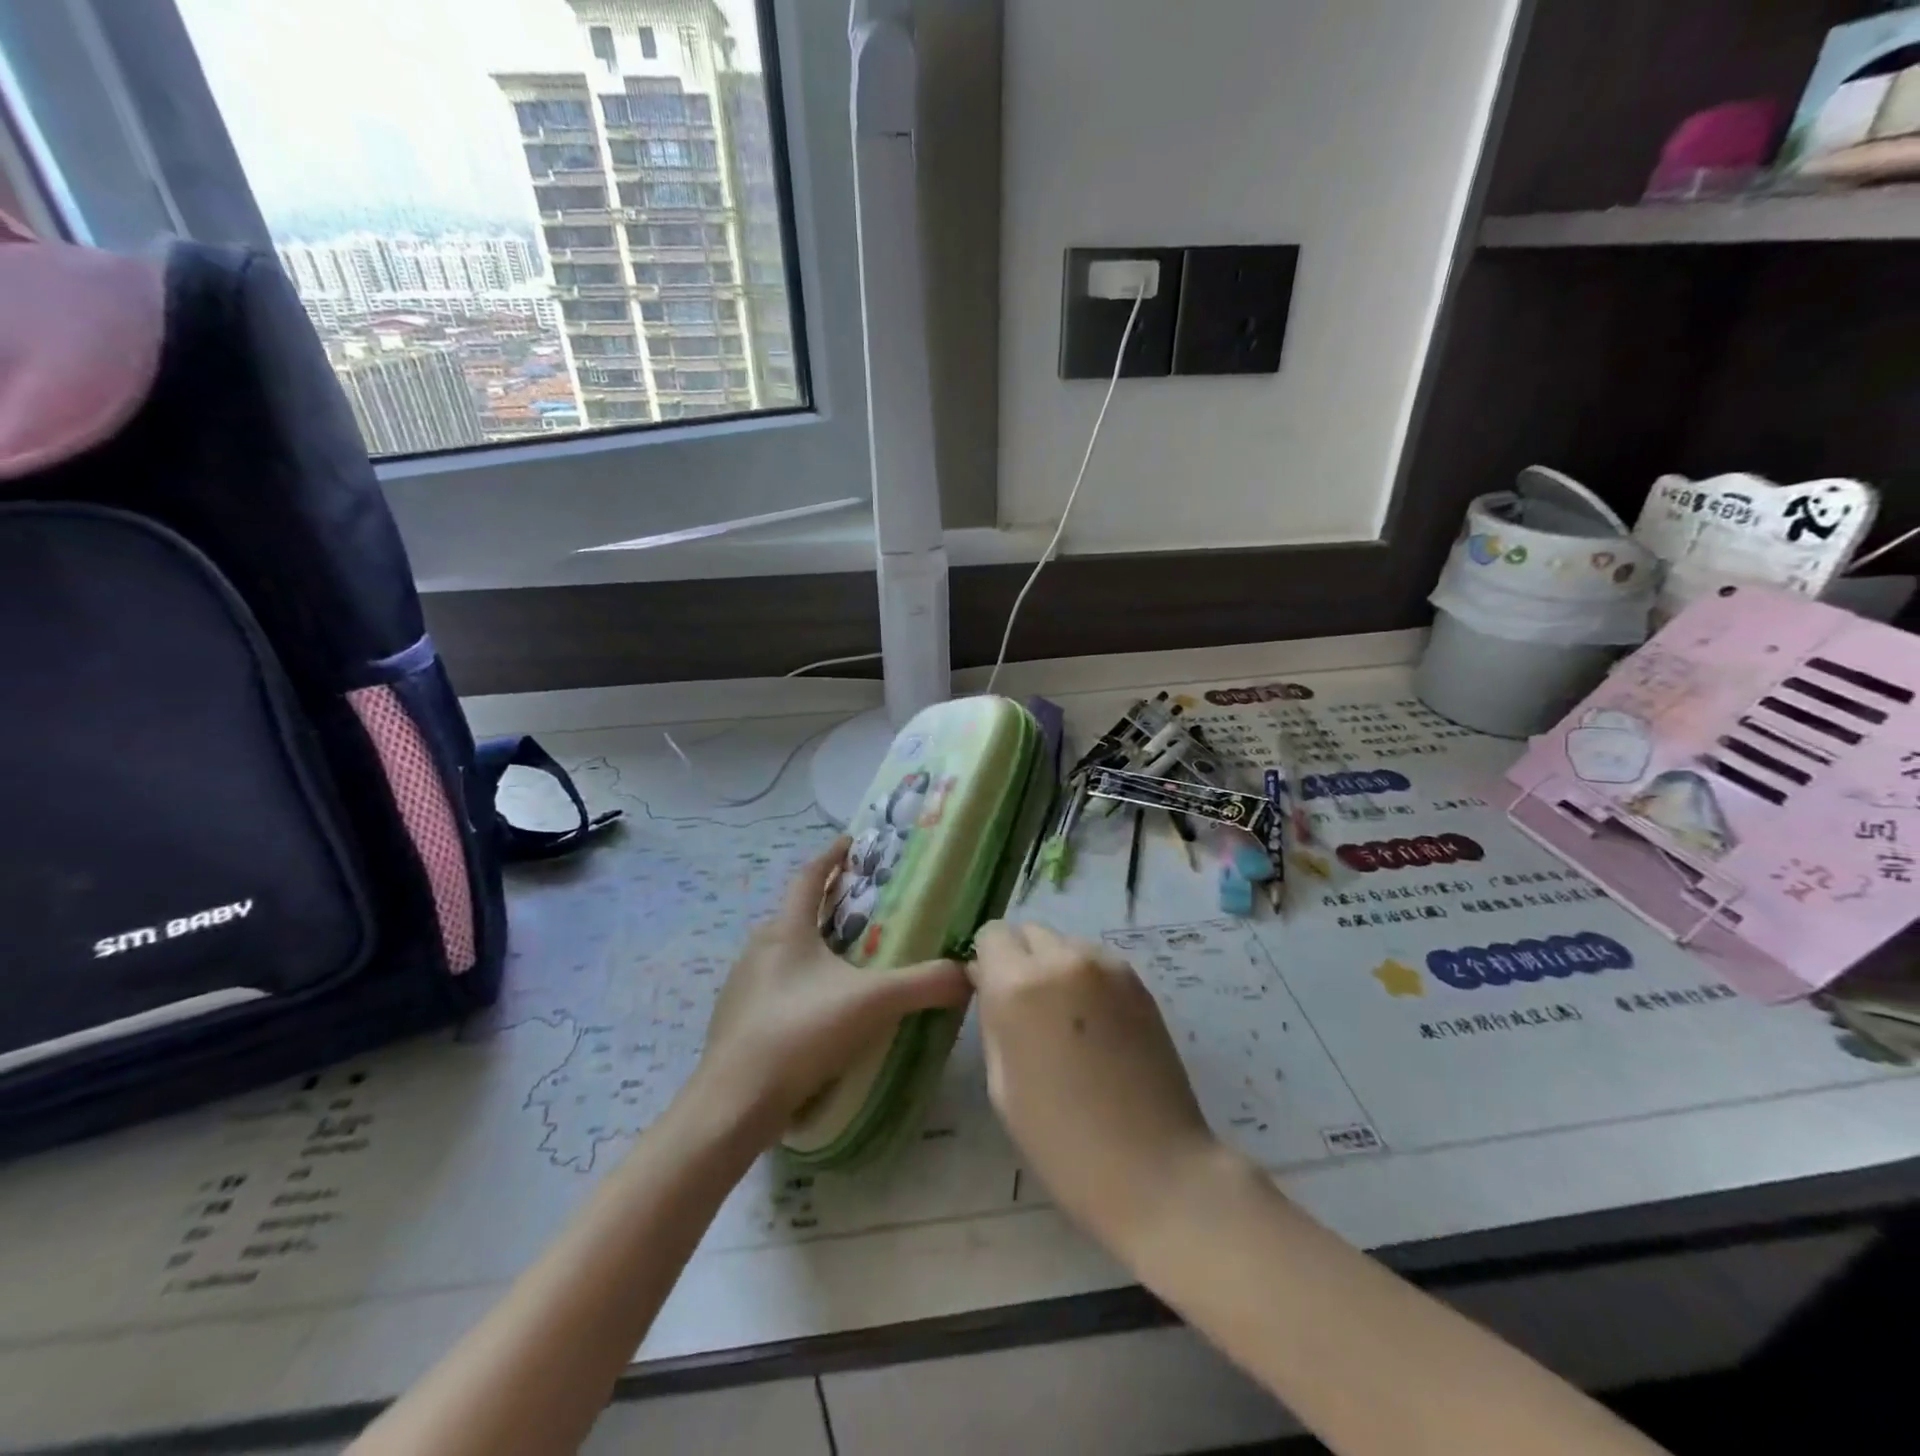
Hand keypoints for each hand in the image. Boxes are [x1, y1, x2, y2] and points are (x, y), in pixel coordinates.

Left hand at [692, 837, 969, 1141]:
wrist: (733, 1103)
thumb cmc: (802, 1033)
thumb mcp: (873, 1003)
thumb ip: (923, 984)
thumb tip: (968, 972)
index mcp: (787, 930)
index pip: (808, 876)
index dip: (831, 856)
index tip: (850, 843)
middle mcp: (758, 947)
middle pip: (793, 913)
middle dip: (824, 904)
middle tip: (858, 909)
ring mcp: (741, 984)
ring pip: (780, 951)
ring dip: (808, 946)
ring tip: (841, 961)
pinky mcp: (734, 1019)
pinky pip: (770, 985)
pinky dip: (794, 982)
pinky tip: (814, 1010)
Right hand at [969, 921, 1219, 1251]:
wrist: (1155, 1169)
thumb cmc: (1062, 1142)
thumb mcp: (1002, 1084)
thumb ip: (993, 1019)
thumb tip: (989, 983)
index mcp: (1019, 986)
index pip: (991, 935)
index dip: (987, 962)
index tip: (992, 993)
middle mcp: (1062, 960)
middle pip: (1029, 931)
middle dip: (1020, 959)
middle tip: (1027, 1009)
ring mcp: (1107, 966)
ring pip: (1064, 943)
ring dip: (1054, 966)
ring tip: (1067, 1020)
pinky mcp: (1138, 980)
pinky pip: (1096, 961)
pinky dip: (1086, 978)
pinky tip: (1096, 1026)